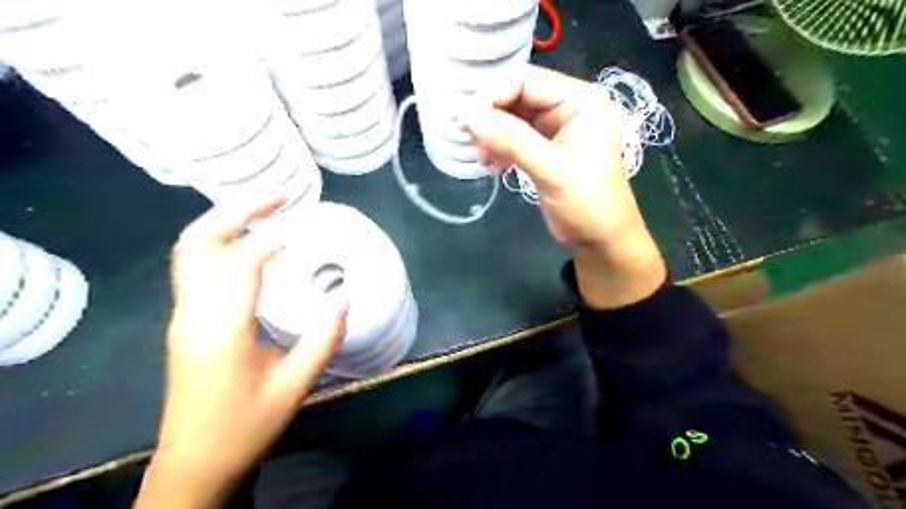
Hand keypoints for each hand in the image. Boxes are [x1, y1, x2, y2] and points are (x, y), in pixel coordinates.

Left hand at [136, 196, 349, 508]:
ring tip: (267, 211)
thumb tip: (346, 296)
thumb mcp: (294, 386)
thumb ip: (323, 338)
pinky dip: (222, 243)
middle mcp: (193, 313)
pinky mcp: (186, 322)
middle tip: (278, 198)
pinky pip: (196, 267)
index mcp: (221, 329)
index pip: (239, 264)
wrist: (194, 463)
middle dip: (237, 211)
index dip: (271, 240)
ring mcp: (183, 316)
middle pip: (198, 243)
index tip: (303, 228)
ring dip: (226, 223)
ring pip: (190, 251)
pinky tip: (252, 246)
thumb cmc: (245, 426)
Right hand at [467, 63, 663, 307]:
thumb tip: (469, 116)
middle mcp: (567, 106)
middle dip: (490, 118)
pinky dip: (498, 148)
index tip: (467, 125)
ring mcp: (555, 128)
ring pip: (510, 117)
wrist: (602, 241)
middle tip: (473, 144)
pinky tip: (494, 166)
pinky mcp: (544, 148)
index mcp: (580, 101)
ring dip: (491, 135)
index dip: (492, 97)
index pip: (525, 81)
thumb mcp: (553, 171)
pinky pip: (513, 137)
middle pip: (515, 96)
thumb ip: (513, 140)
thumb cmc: (589, 205)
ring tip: (485, 160)